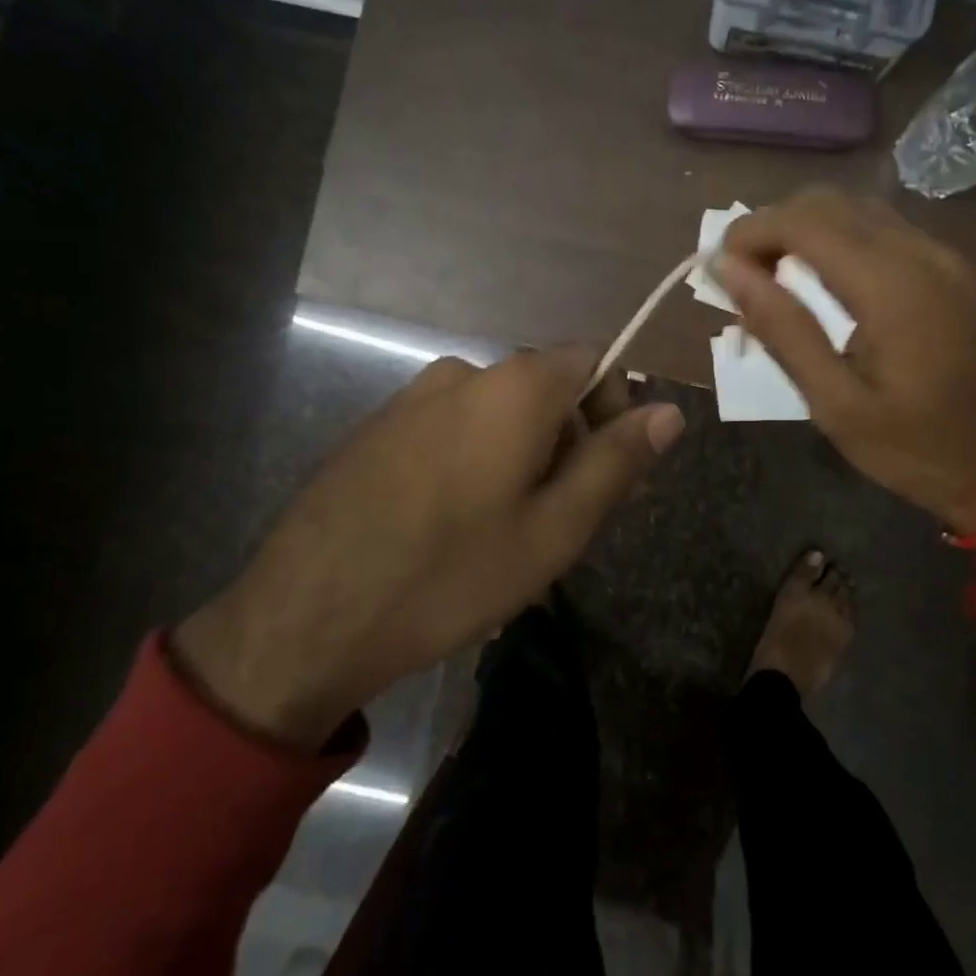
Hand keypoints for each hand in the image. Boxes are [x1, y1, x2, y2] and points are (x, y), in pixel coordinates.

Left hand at [172, 348, 683, 747]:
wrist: (307, 616)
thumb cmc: (449, 574)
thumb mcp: (554, 529)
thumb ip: (616, 462)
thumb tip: (669, 411)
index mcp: (514, 386)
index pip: (594, 360)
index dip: (615, 410)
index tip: (607, 476)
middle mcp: (463, 372)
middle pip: (546, 388)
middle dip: (569, 442)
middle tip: (561, 522)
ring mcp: (412, 397)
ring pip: (499, 414)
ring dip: (522, 459)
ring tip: (507, 535)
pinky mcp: (379, 427)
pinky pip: (453, 428)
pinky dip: (476, 462)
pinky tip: (454, 528)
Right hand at [716, 190, 975, 560]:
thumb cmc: (914, 451)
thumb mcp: (834, 404)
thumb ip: (781, 328)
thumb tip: (727, 270)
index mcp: (893, 288)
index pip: (806, 222)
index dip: (752, 229)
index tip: (719, 263)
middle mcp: (928, 256)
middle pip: (836, 203)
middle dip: (777, 224)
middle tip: (745, 273)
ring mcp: (955, 261)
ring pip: (867, 212)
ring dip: (812, 229)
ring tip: (780, 275)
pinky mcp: (968, 275)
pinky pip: (897, 234)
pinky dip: (850, 242)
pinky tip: (835, 285)